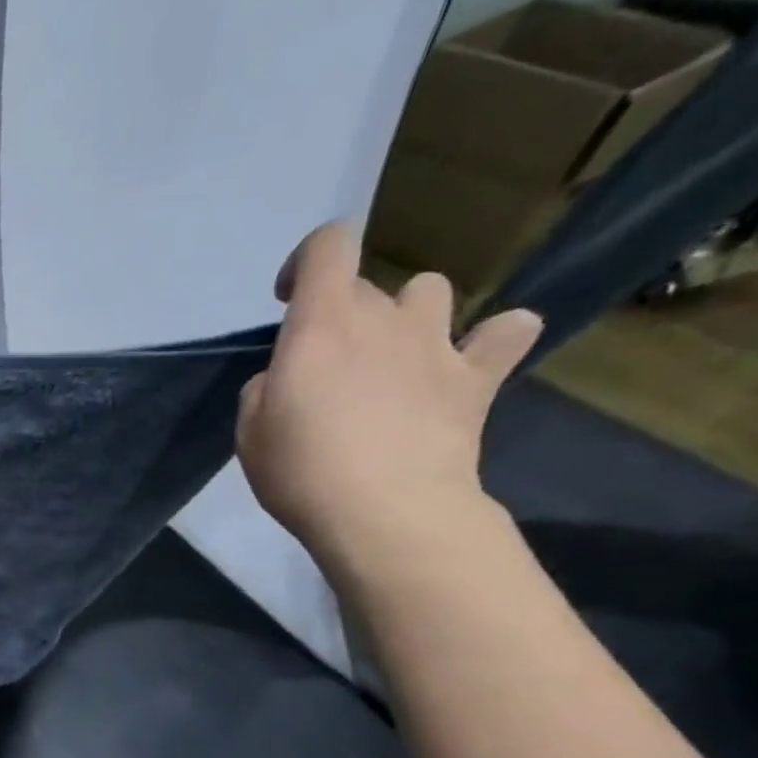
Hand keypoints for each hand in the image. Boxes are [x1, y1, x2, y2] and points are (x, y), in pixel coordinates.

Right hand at [235, 222, 543, 568]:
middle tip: (324, 366)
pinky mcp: (477, 376)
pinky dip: (493, 338)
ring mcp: (437, 343)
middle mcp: (383, 318)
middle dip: (340, 314)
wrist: (384, 511)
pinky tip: (472, 360)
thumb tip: (286, 378)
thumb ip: (265, 390)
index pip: (328, 247)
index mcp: (321, 326)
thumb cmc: (301, 472)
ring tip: (392, 357)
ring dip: (407, 315)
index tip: (288, 299)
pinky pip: (506, 332)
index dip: (306, 262)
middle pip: (365, 286)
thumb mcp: (250, 434)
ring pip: (429, 292)